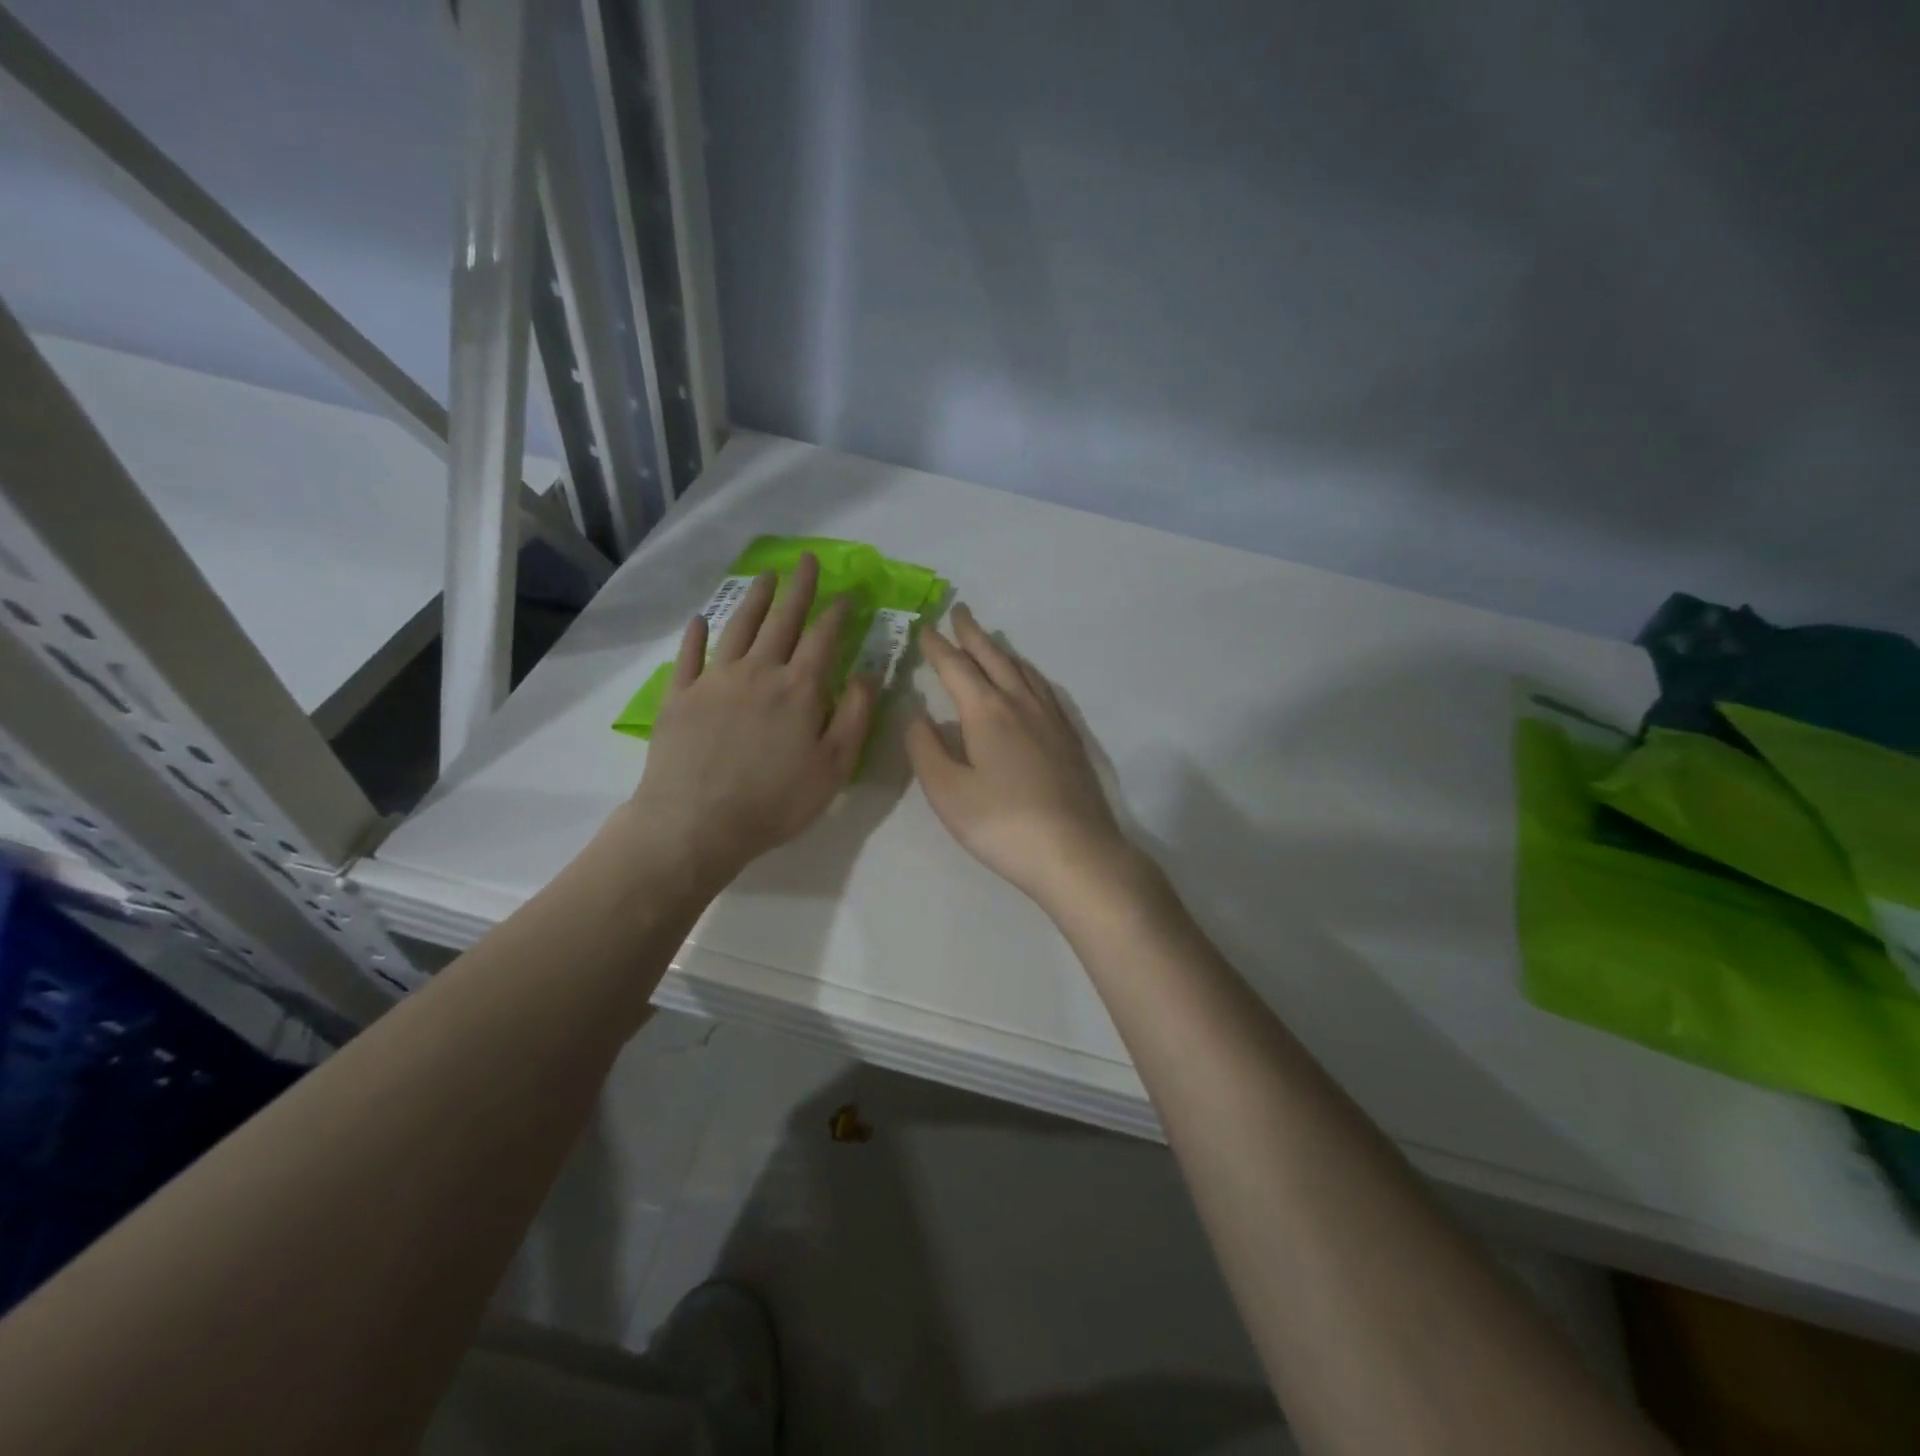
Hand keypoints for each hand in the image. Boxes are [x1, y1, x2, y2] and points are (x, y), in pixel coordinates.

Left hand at [621, 553, 876, 888]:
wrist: (696, 823)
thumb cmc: (775, 801)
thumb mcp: (834, 766)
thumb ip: (855, 716)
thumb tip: (868, 673)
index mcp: (799, 688)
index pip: (824, 638)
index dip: (838, 613)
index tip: (848, 594)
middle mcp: (758, 671)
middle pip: (782, 621)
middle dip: (799, 589)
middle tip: (807, 560)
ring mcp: (714, 680)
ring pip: (738, 627)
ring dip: (755, 599)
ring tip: (767, 577)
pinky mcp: (679, 696)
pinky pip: (689, 655)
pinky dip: (696, 635)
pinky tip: (700, 621)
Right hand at [906, 604, 1141, 914]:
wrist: (1075, 853)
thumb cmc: (1002, 824)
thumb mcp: (947, 791)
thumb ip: (925, 747)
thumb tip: (917, 714)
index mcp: (987, 712)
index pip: (957, 668)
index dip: (938, 648)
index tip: (925, 628)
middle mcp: (1022, 704)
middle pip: (994, 659)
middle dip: (973, 635)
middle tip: (960, 612)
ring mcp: (1052, 720)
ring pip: (1024, 671)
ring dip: (1002, 651)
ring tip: (991, 641)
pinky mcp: (1070, 740)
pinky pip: (1044, 690)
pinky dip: (1028, 674)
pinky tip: (1030, 684)